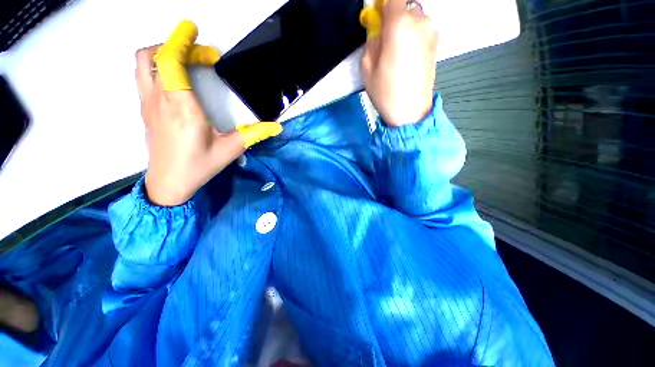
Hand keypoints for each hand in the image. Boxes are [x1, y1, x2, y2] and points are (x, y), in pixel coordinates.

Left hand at [137, 21, 281, 205]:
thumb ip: (255, 134)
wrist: (168, 183)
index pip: (170, 61)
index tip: (193, 29)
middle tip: (202, 56)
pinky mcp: (145, 110)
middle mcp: (160, 100)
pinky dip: (157, 67)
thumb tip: (277, 127)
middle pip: (152, 56)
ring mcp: (148, 104)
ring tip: (187, 62)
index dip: (180, 40)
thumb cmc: (200, 166)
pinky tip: (177, 80)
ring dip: (163, 54)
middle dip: (176, 46)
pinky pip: (143, 77)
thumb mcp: (232, 149)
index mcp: (182, 108)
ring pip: (143, 64)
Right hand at [360, 0, 437, 126]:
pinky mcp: (437, 43)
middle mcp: (421, 20)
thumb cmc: (386, 92)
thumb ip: (371, 40)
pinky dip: (412, 36)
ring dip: (403, 28)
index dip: (383, 6)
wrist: (411, 112)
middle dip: (392, 19)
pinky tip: (407, 58)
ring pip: (414, 18)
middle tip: (384, 42)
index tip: (377, 20)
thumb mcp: (367, 68)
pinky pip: (421, 30)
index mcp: (400, 23)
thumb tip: (376, 26)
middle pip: (404, 6)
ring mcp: (432, 31)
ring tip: (396, 54)